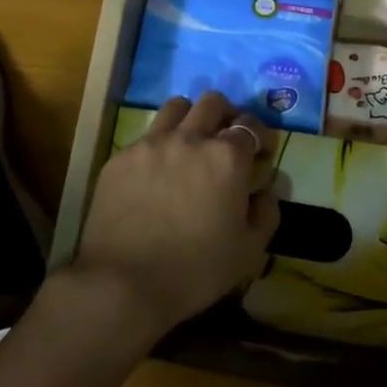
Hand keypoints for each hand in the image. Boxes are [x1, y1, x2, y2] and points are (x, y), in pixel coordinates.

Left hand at [69, 93, 280, 341]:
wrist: (122, 282)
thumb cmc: (195, 270)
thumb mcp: (248, 251)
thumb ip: (265, 213)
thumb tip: (265, 191)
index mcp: (226, 157)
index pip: (250, 126)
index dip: (259, 136)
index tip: (259, 153)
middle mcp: (190, 138)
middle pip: (212, 103)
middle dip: (226, 115)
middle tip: (226, 140)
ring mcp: (151, 143)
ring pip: (176, 107)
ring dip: (190, 118)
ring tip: (190, 143)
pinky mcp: (121, 157)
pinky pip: (146, 136)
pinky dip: (159, 145)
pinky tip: (156, 173)